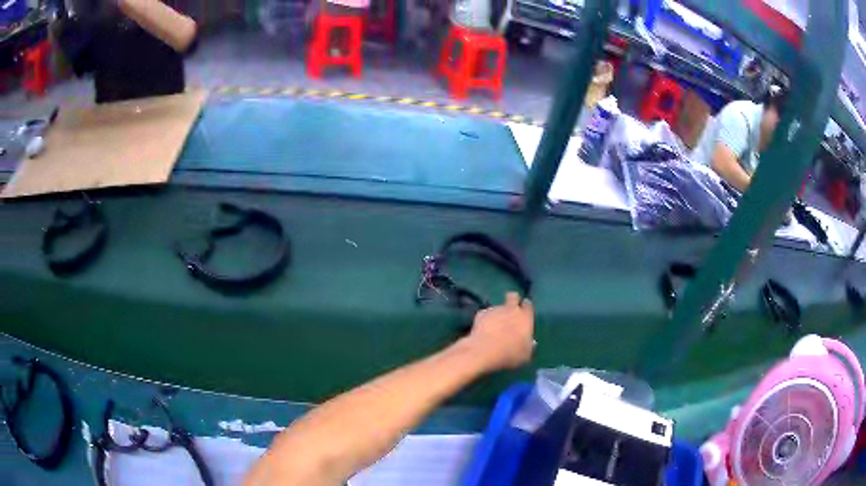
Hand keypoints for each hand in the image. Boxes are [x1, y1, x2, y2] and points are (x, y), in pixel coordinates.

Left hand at [465, 292, 534, 371]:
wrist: (484, 351)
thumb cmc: (509, 354)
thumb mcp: (525, 355)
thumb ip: (529, 346)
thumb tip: (532, 342)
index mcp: (525, 318)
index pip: (528, 305)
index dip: (526, 307)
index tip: (524, 313)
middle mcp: (511, 309)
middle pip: (513, 296)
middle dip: (512, 300)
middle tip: (510, 311)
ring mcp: (495, 309)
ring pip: (498, 307)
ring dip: (497, 314)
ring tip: (494, 327)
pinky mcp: (481, 313)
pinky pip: (485, 314)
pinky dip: (485, 320)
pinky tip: (483, 330)